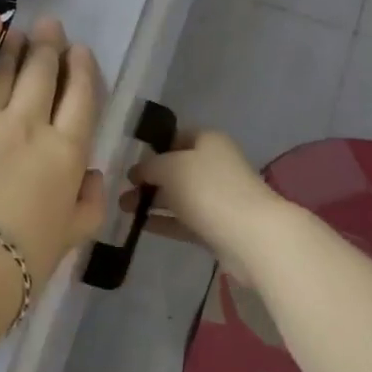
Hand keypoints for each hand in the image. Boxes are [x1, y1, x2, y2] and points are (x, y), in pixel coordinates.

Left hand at [0, 14, 108, 285]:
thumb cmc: (16, 267)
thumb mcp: (70, 240)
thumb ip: (89, 205)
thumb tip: (96, 174)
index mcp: (66, 154)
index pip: (81, 98)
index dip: (82, 70)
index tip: (80, 52)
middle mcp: (31, 124)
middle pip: (44, 75)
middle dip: (51, 47)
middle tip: (51, 28)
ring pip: (6, 69)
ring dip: (18, 46)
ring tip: (23, 30)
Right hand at [121, 129, 286, 284]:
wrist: (250, 235)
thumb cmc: (208, 189)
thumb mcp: (170, 167)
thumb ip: (149, 166)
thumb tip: (138, 171)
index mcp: (208, 140)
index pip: (175, 137)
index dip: (152, 148)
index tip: (129, 163)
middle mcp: (215, 164)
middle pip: (176, 168)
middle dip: (148, 178)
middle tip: (121, 191)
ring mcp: (217, 196)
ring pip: (179, 195)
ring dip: (152, 201)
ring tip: (123, 210)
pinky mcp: (217, 225)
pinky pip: (184, 219)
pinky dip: (164, 221)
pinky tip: (141, 226)